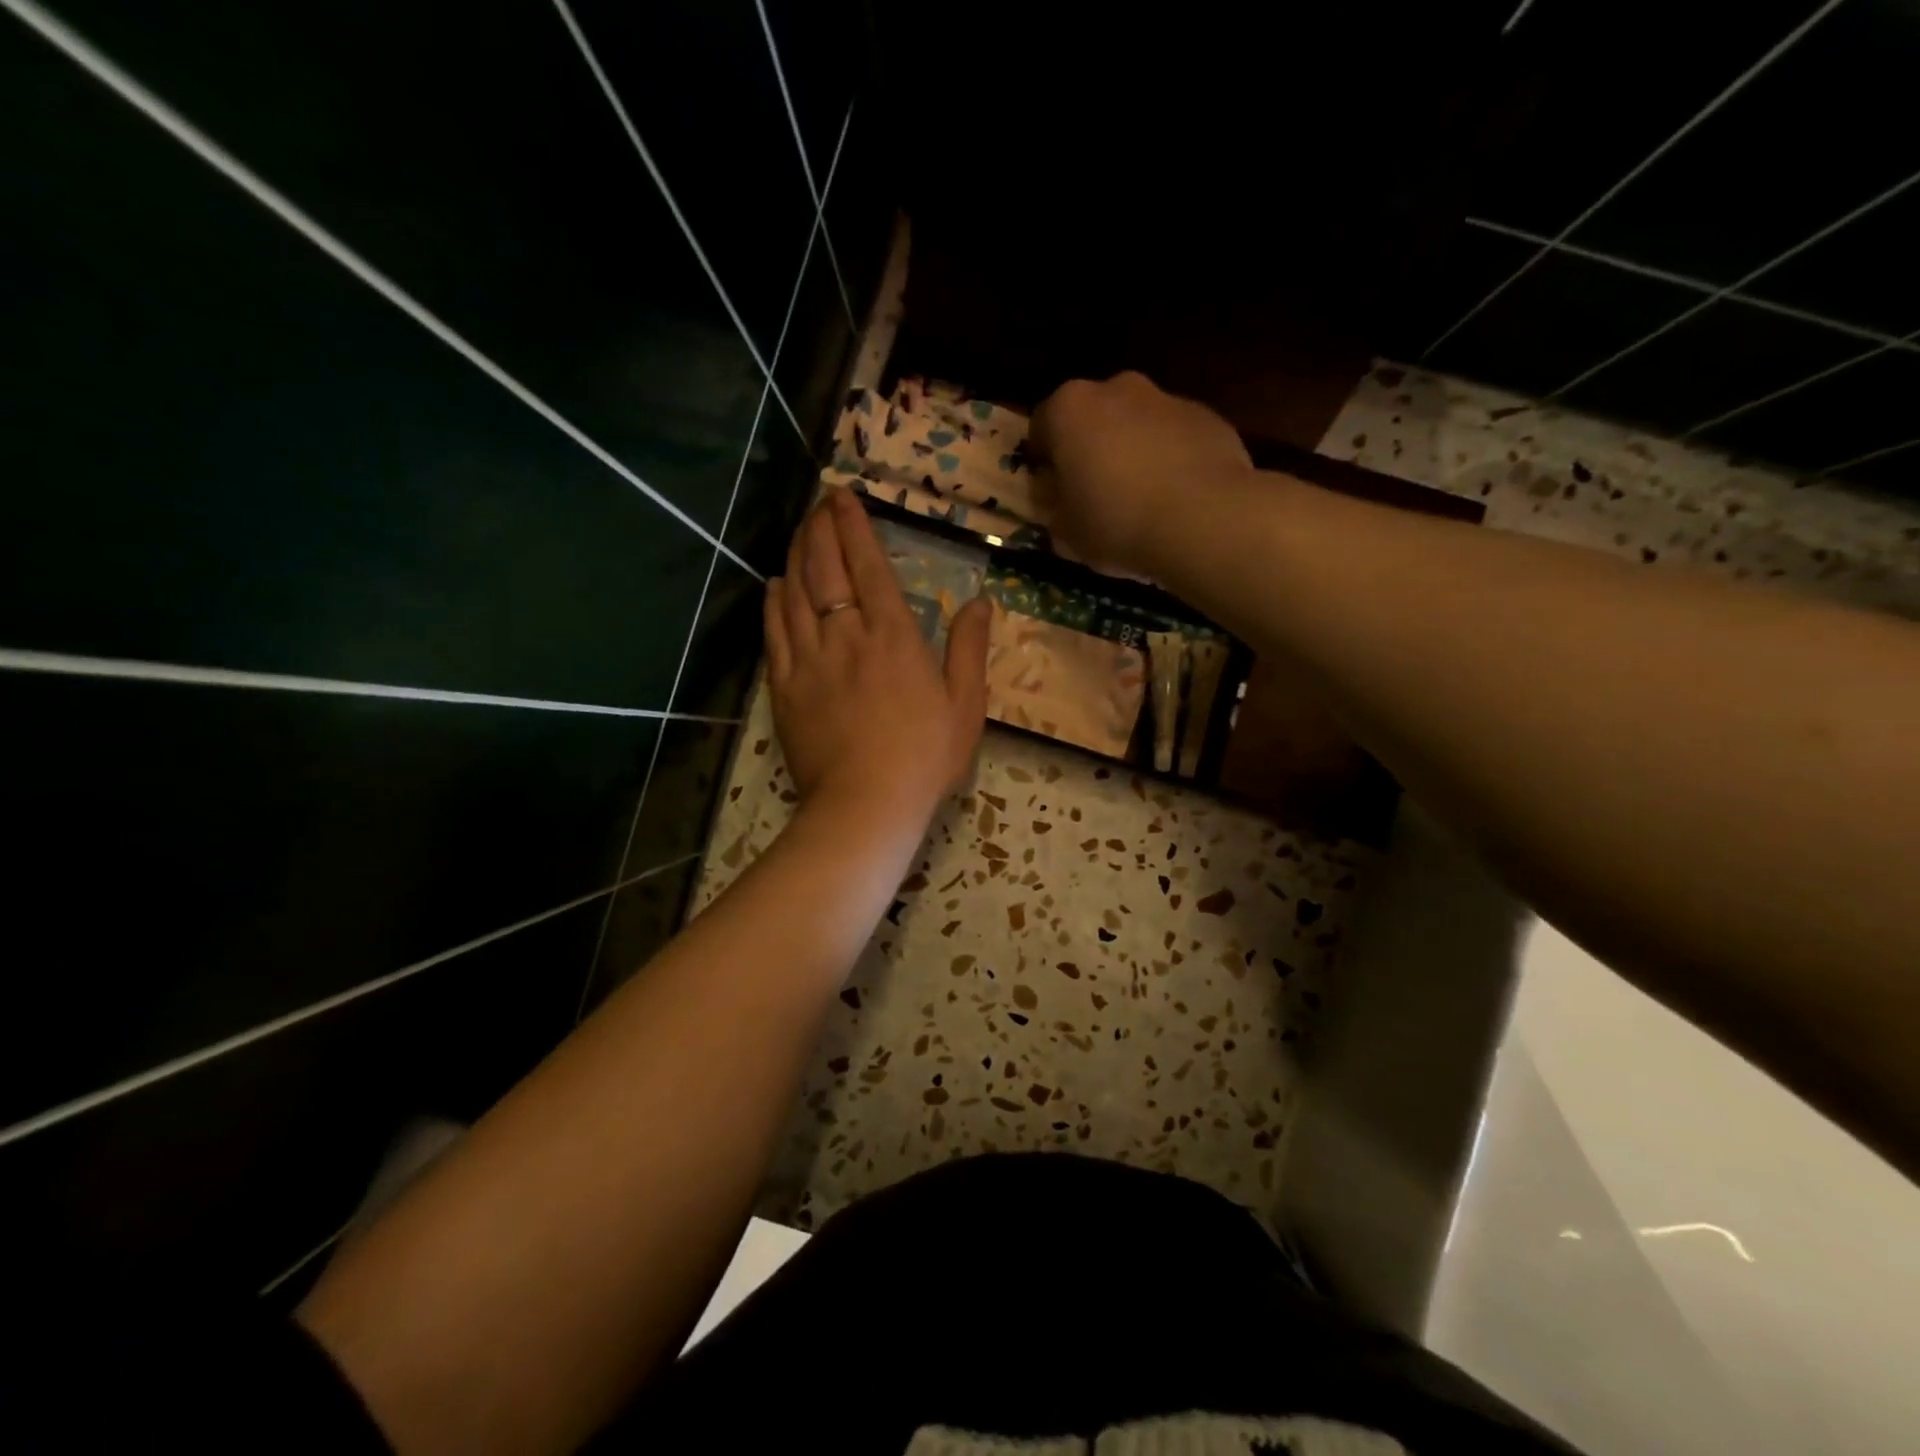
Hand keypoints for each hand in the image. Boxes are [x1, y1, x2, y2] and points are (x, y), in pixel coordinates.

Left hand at [765, 489, 991, 824]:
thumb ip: (969, 649)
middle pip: (825, 569)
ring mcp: (809, 659)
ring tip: (799, 532)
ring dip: (797, 556)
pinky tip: (774, 584)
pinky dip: (773, 601)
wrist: (866, 804)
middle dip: (821, 529)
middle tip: (818, 505)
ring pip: (795, 593)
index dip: (853, 526)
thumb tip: (980, 601)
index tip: (842, 497)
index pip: (868, 565)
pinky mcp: (784, 686)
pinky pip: (773, 632)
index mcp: (893, 635)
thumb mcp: (965, 705)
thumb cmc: (925, 757)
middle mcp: (846, 635)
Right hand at [1027, 371, 1253, 573]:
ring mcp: (1167, 398)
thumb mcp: (1065, 532)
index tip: (1053, 491)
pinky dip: (1172, 459)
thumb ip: (1054, 506)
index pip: (1041, 426)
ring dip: (1134, 451)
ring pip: (1138, 423)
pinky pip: (1176, 438)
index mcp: (1070, 409)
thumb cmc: (1117, 523)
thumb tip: (1059, 496)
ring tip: (1143, 500)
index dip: (1044, 461)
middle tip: (1096, 494)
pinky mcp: (1208, 417)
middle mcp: (1117, 388)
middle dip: (1092, 448)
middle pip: (1093, 417)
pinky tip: (1177, 499)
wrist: (1204, 520)